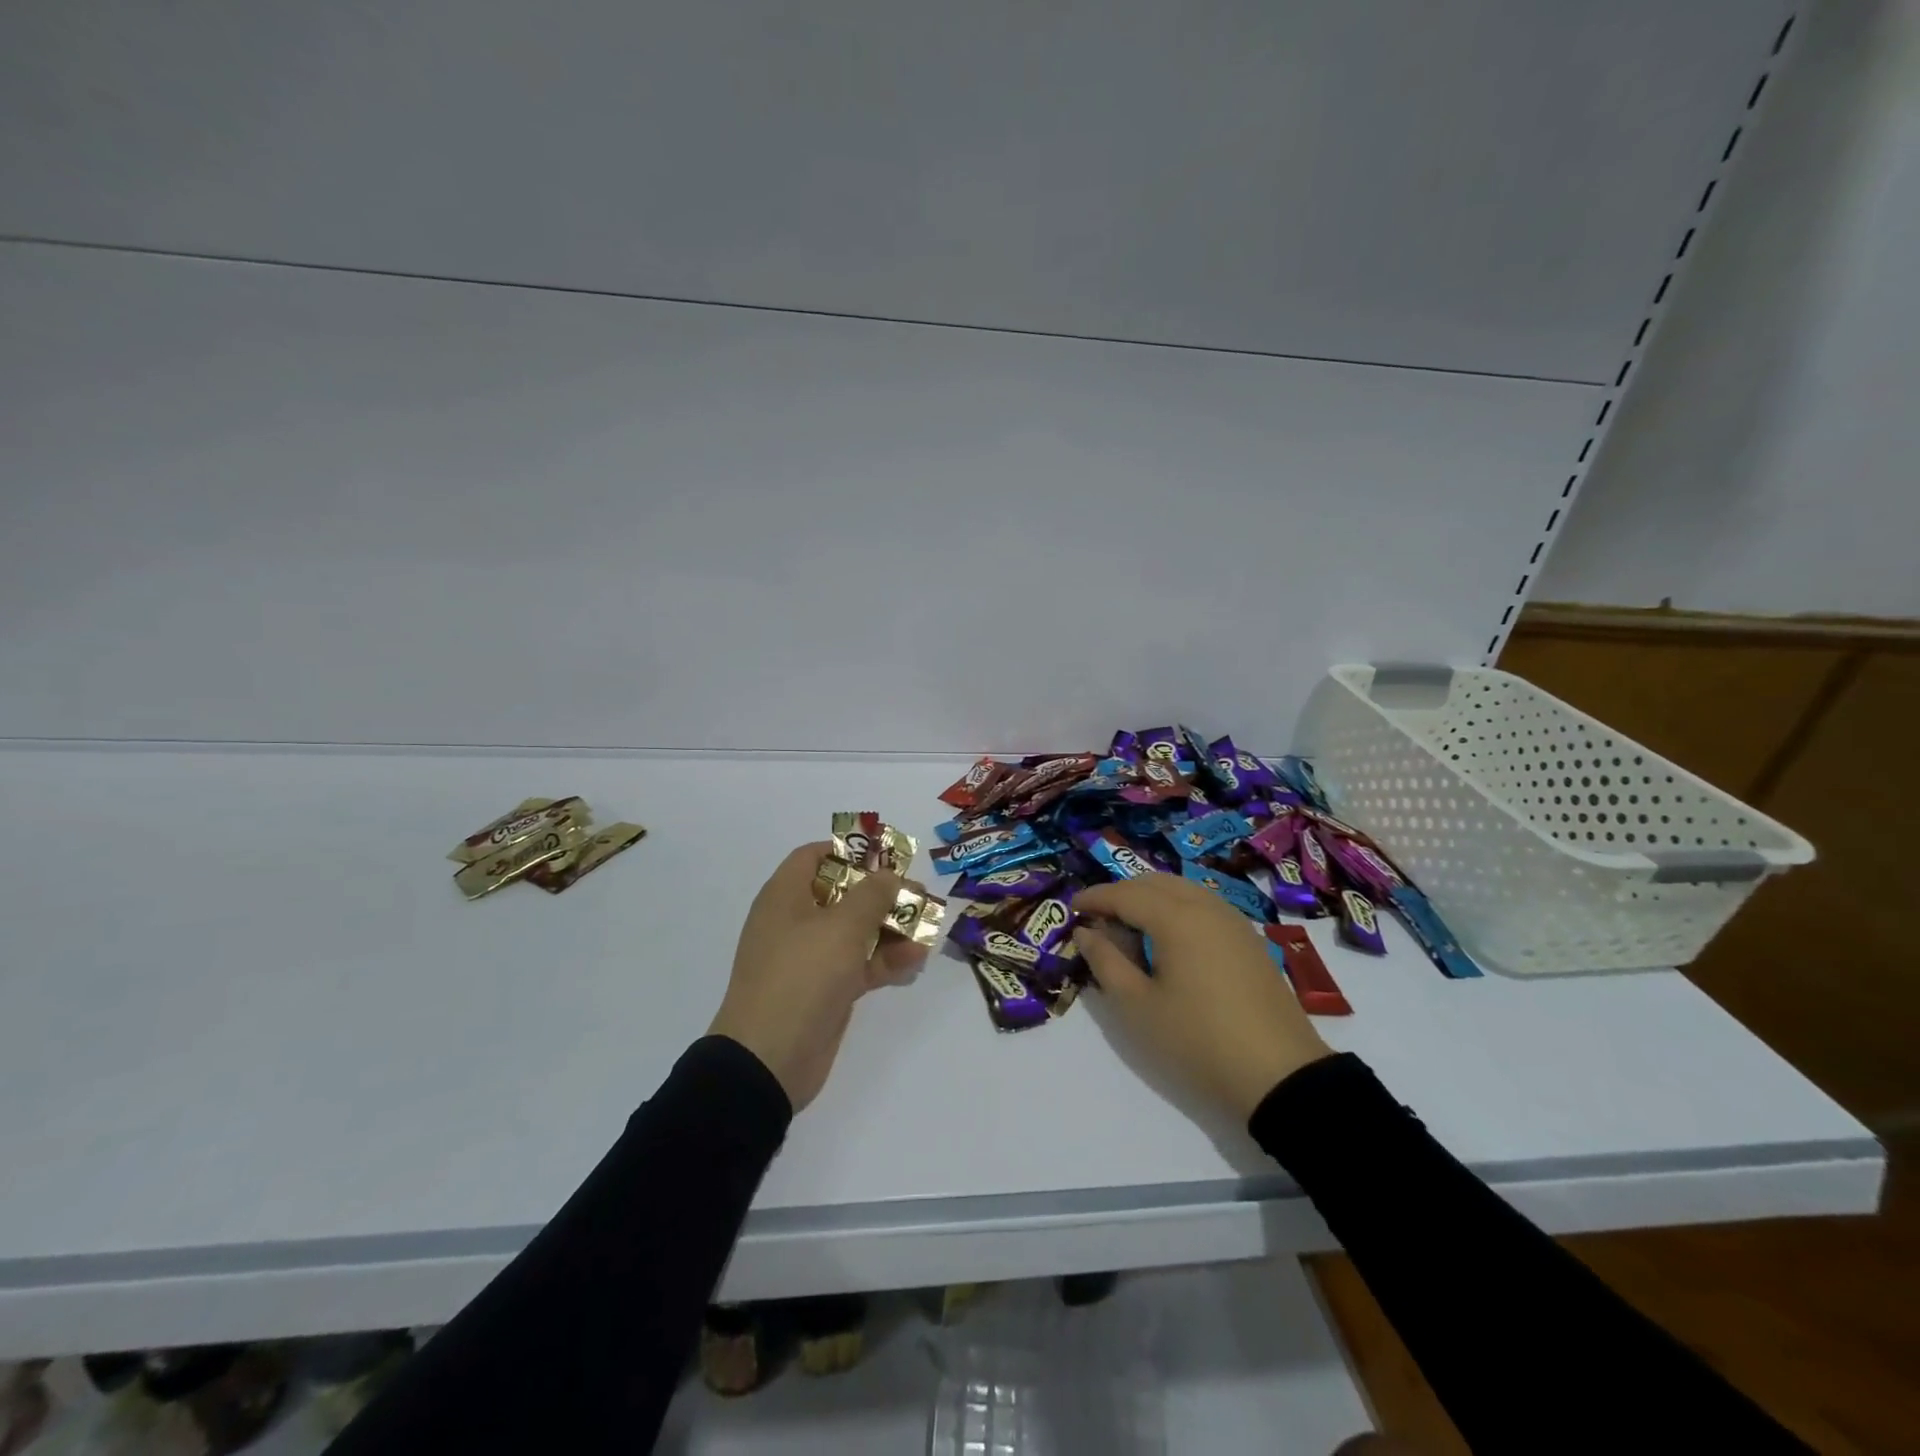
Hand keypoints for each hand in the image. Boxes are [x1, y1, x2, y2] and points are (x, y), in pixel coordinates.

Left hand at [708, 842, 928, 1111]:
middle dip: (882, 892)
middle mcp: (795, 921)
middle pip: (842, 893)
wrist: (769, 1059)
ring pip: (855, 930)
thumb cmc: (802, 975)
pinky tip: (917, 958)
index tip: (886, 857)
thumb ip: (872, 894)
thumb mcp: (842, 927)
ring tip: (928, 925)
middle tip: (919, 893)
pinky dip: (885, 959)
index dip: (850, 851)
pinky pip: (859, 964)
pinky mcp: (825, 990)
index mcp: (786, 896)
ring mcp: (810, 958)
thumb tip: (889, 875)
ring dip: (890, 927)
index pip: (815, 856)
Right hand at [1074, 873, 1332, 1122]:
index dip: (1095, 897)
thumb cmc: (1197, 1041)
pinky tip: (1168, 939)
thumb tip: (1086, 932)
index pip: (1125, 893)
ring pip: (1182, 890)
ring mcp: (1233, 921)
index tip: (1071, 908)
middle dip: (1122, 893)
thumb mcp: (1137, 1006)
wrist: (1280, 1077)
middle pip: (1155, 883)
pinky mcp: (1249, 940)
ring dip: (1150, 899)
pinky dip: (1177, 909)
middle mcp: (1206, 906)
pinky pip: (1203, 906)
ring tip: (1129, 929)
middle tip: (1098, 920)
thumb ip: (1105, 962)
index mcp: (1176, 917)